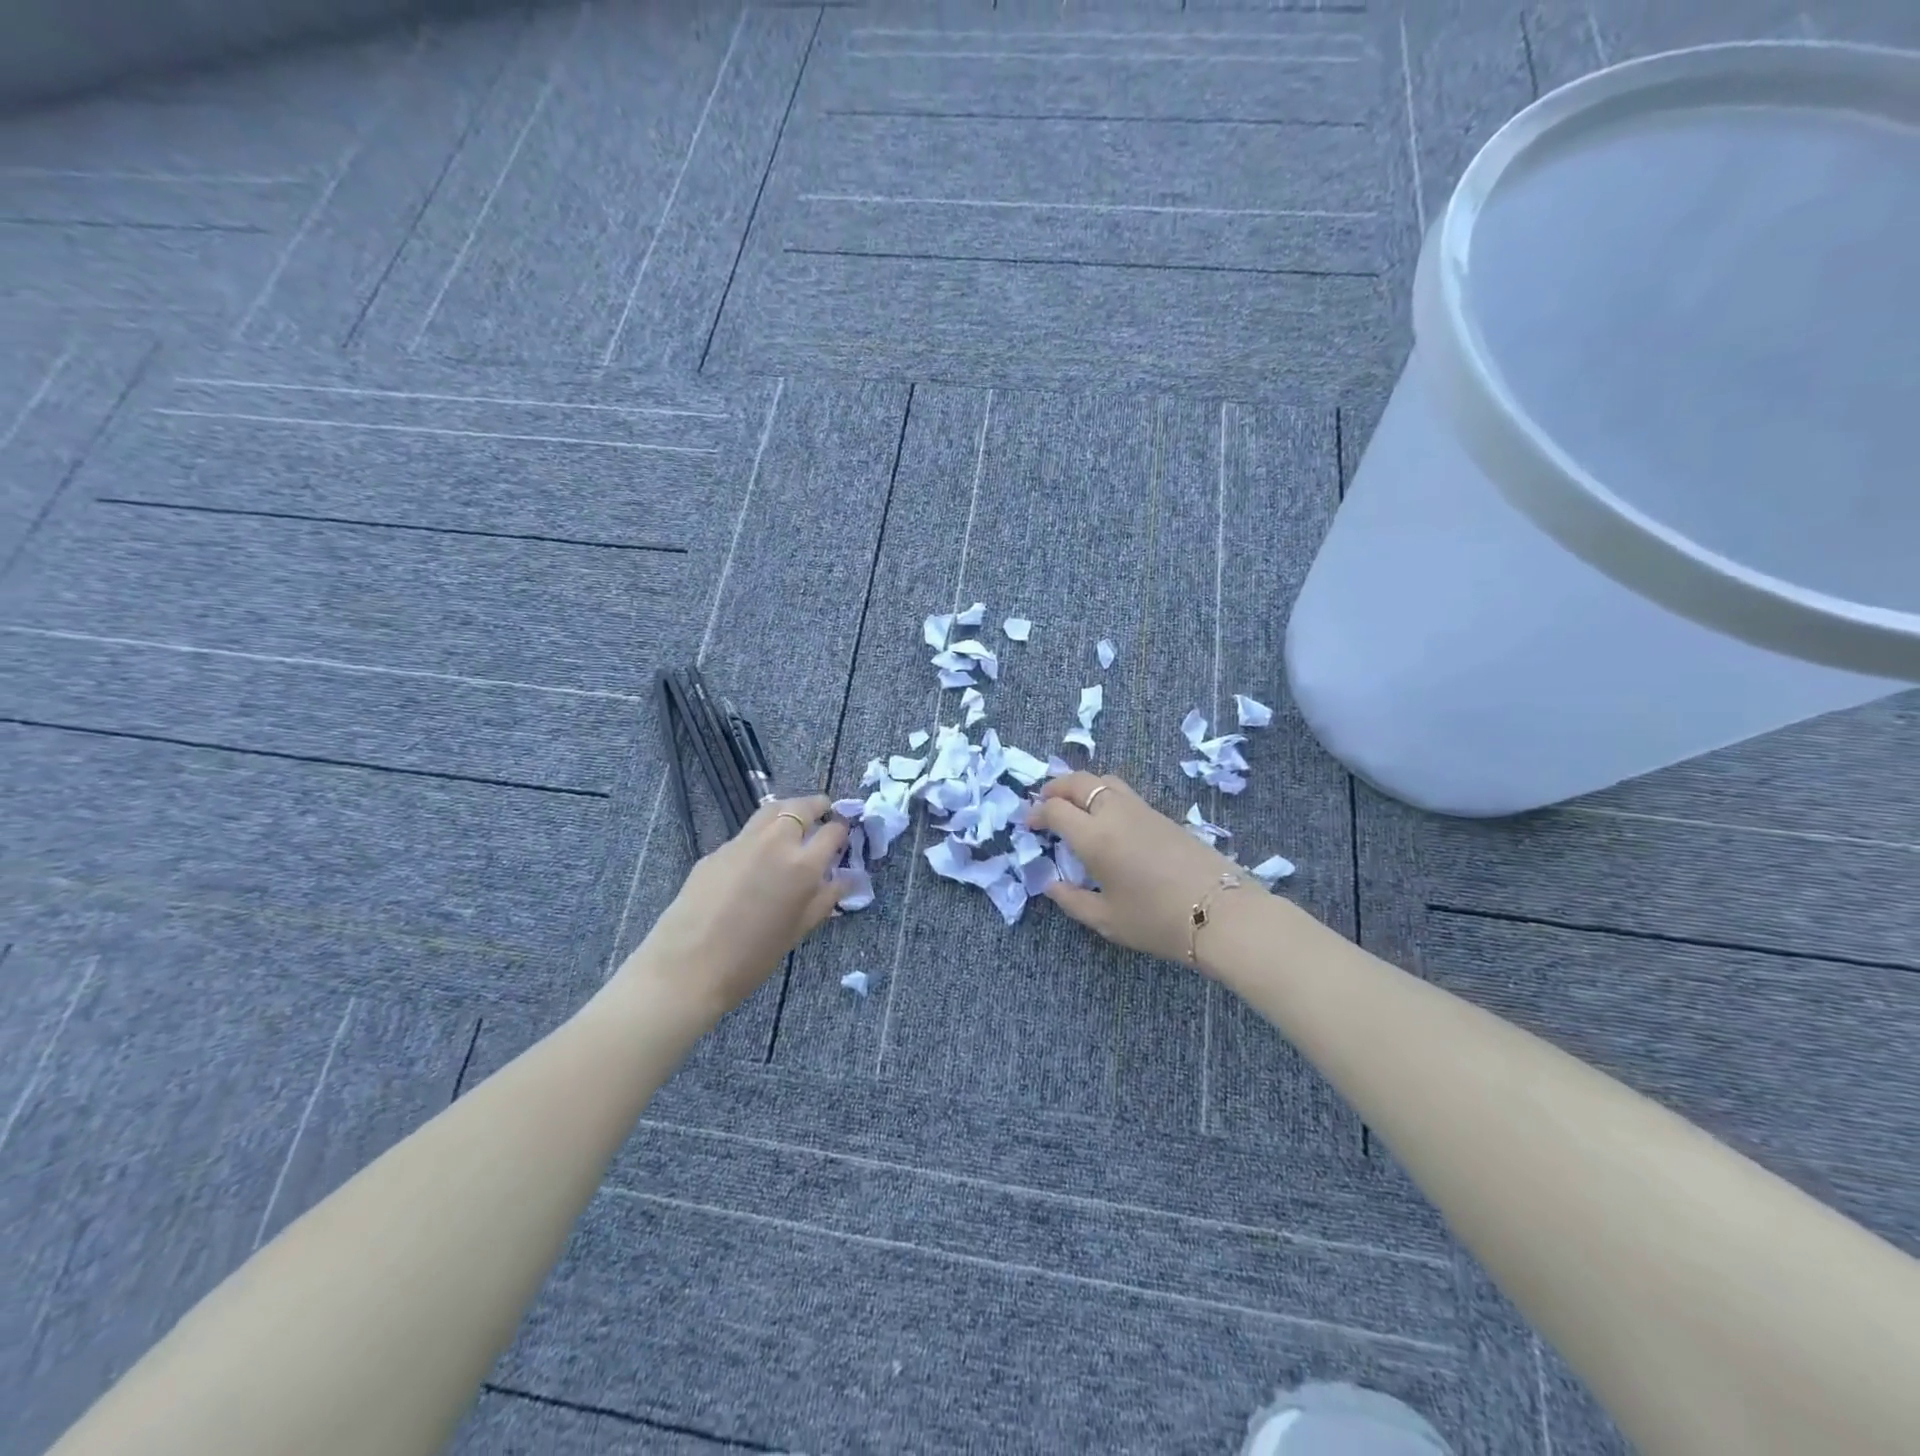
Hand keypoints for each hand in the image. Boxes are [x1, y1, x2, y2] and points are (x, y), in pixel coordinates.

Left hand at [625, 796, 851, 1018]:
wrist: (689, 965)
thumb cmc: (753, 957)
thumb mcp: (799, 929)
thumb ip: (826, 898)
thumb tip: (847, 878)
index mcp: (803, 864)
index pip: (832, 831)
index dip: (842, 830)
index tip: (844, 834)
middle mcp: (775, 842)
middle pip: (801, 807)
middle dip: (818, 806)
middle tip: (825, 811)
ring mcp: (742, 842)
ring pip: (772, 810)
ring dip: (790, 810)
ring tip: (796, 820)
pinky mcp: (717, 850)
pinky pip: (747, 833)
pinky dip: (762, 834)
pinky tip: (759, 856)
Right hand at [1026, 772, 1258, 969]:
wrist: (1220, 913)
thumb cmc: (1156, 920)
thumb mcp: (1107, 920)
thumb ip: (1072, 900)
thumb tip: (1051, 885)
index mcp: (1095, 837)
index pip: (1056, 809)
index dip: (1037, 813)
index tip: (1030, 825)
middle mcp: (1115, 813)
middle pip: (1078, 782)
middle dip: (1055, 788)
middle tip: (1044, 803)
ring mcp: (1141, 809)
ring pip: (1104, 780)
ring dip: (1082, 786)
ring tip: (1074, 804)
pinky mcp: (1162, 814)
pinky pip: (1124, 792)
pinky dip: (1104, 794)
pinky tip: (1106, 818)